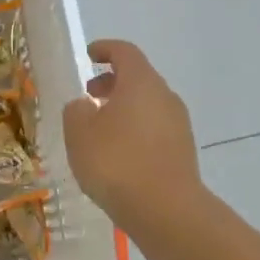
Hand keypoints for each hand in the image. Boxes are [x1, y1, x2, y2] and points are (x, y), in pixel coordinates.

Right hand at [62, 40, 202, 233]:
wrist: (165, 209)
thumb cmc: (116, 162)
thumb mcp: (79, 133)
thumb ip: (76, 111)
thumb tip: (85, 105)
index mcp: (141, 82)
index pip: (124, 52)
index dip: (105, 49)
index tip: (88, 55)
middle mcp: (165, 96)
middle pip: (138, 78)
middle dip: (111, 83)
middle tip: (88, 98)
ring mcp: (179, 124)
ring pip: (147, 105)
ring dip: (123, 109)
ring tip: (99, 130)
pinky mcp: (182, 150)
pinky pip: (154, 129)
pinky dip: (135, 131)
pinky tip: (118, 154)